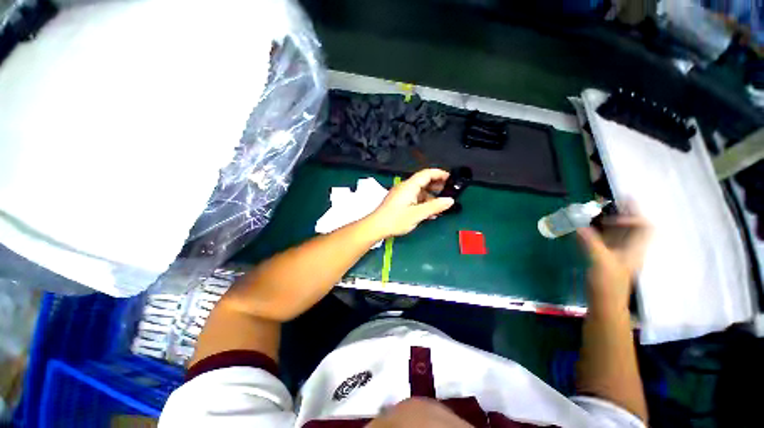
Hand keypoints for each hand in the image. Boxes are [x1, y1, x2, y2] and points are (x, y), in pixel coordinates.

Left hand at [366, 169, 454, 238]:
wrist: (376, 226)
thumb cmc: (396, 219)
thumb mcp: (417, 214)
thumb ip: (434, 207)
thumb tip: (450, 200)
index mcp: (409, 186)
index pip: (426, 173)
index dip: (439, 173)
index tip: (450, 178)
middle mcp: (405, 187)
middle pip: (423, 181)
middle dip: (436, 185)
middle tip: (448, 191)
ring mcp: (401, 194)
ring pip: (419, 191)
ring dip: (430, 196)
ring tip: (440, 204)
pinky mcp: (398, 201)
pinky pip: (414, 198)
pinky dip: (422, 202)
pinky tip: (429, 212)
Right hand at [577, 213, 651, 312]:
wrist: (604, 302)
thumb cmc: (608, 284)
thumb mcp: (601, 263)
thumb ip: (591, 242)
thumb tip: (577, 225)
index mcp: (635, 248)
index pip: (644, 226)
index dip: (632, 218)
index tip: (611, 218)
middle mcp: (628, 247)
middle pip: (631, 225)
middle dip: (621, 211)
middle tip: (606, 200)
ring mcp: (616, 251)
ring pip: (616, 230)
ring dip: (606, 219)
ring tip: (593, 209)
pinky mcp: (605, 255)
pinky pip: (603, 237)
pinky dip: (595, 229)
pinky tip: (584, 226)